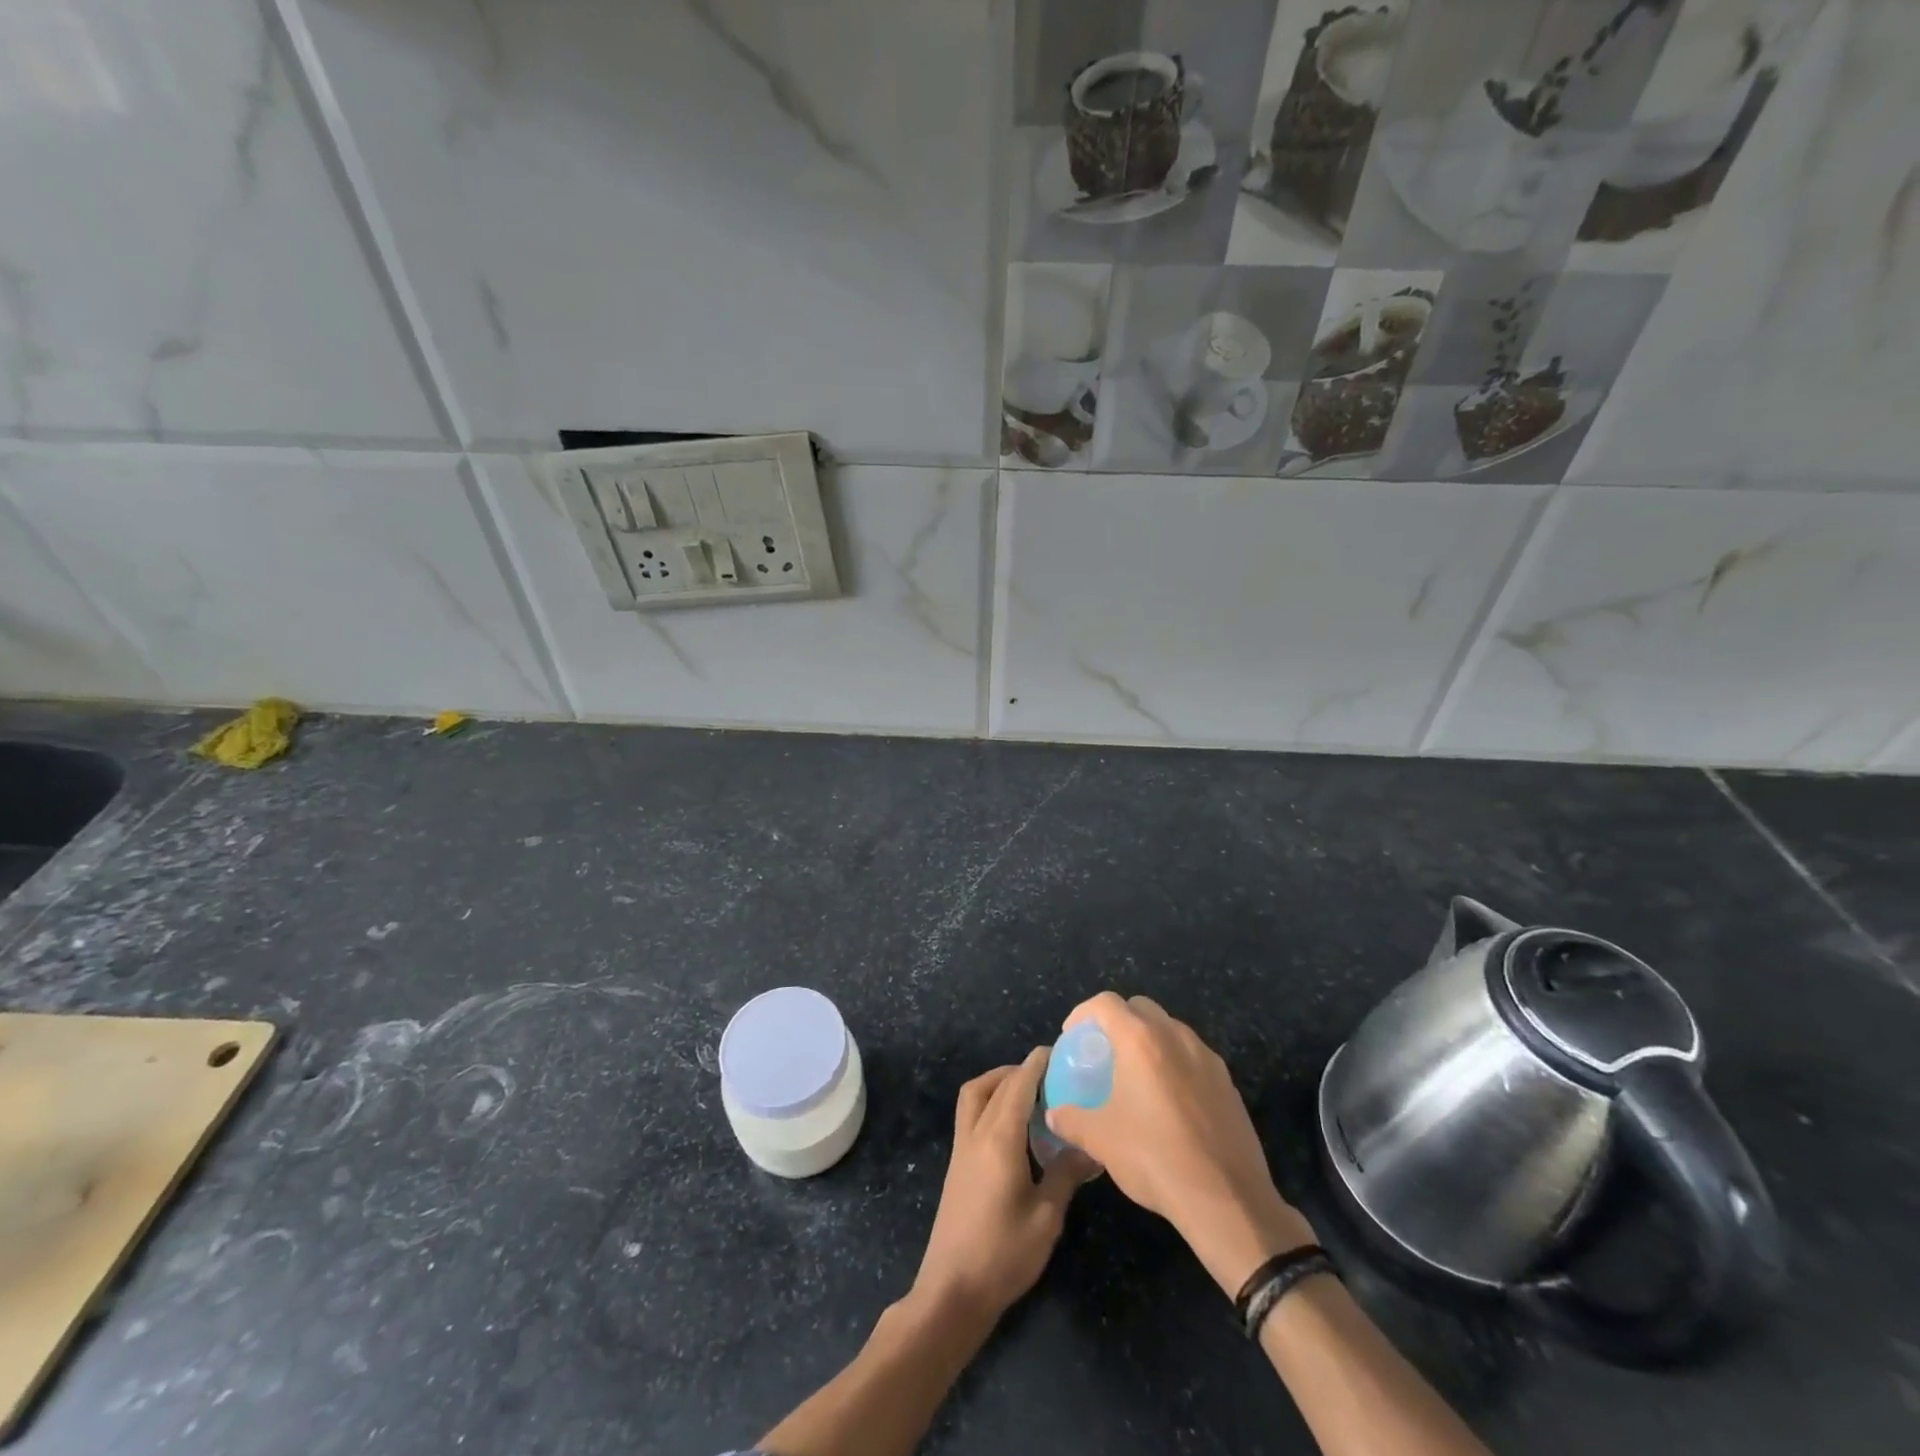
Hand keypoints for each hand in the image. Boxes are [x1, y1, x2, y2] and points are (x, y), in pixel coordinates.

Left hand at [913, 1048, 1097, 1320]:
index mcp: (999, 1139)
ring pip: (975, 1094)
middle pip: (994, 1084)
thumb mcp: (1046, 1218)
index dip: (1037, 1064)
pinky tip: (1015, 1126)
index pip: (1018, 1085)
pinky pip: (971, 1114)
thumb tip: (1090, 1145)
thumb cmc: (1003, 1255)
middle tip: (1053, 1076)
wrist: (952, 1291)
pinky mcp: (957, 1164)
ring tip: (1031, 1093)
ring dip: (999, 1082)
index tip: (1059, 1051)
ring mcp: (962, 1148)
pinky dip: (991, 1102)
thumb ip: (1066, 1174)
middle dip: (1021, 1071)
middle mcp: (976, 1133)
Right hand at [1045, 993, 1314, 1296]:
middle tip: (1104, 1052)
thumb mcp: (1100, 1140)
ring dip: (1149, 1040)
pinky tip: (1169, 1102)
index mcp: (1141, 1039)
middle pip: (1140, 1008)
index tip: (1073, 1037)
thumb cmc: (1155, 1158)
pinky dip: (1174, 1063)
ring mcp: (1207, 1057)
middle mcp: (1175, 1036)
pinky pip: (1193, 1057)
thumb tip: (1053, 1114)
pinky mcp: (1228, 1082)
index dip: (1083, 1013)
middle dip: (1118, 1021)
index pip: (1106, 1003)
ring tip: (1136, 1076)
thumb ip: (1070, 1119)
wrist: (1227, 1200)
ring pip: (1170, 1030)